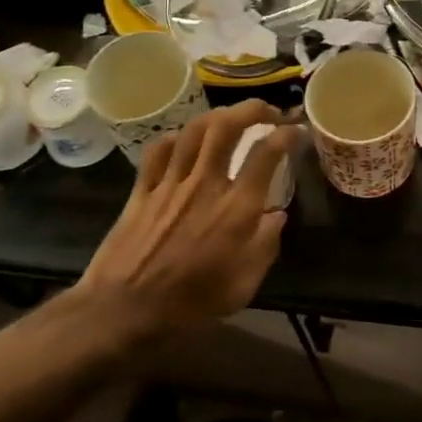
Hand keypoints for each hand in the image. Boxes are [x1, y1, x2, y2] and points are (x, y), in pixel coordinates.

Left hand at [77, 100, 301, 335]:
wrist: (124, 312)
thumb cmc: (191, 305)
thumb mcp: (243, 286)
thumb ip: (266, 245)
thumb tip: (277, 215)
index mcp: (237, 208)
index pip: (267, 153)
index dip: (287, 135)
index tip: (297, 131)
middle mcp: (206, 184)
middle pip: (228, 126)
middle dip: (252, 109)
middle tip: (266, 113)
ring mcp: (170, 183)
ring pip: (194, 130)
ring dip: (217, 116)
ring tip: (230, 119)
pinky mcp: (142, 190)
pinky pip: (158, 150)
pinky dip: (175, 138)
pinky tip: (183, 142)